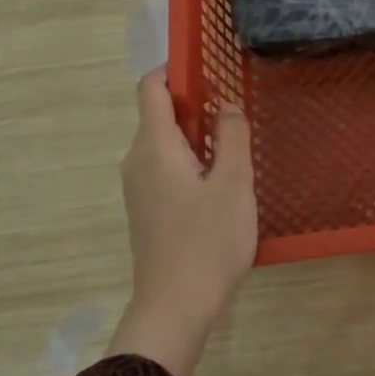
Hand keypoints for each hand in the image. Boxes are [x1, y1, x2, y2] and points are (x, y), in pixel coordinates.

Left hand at [107, 67, 257, 375]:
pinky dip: (190, 159)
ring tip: (235, 147)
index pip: (150, 87)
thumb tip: (227, 105)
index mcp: (154, 146)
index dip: (174, 68)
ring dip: (196, 135)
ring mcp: (138, 187)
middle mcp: (137, 160)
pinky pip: (165, 166)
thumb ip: (232, 136)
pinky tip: (220, 182)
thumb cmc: (207, 241)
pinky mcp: (146, 208)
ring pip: (165, 142)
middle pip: (159, 114)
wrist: (175, 308)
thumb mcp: (233, 184)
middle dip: (196, 104)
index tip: (208, 67)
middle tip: (237, 112)